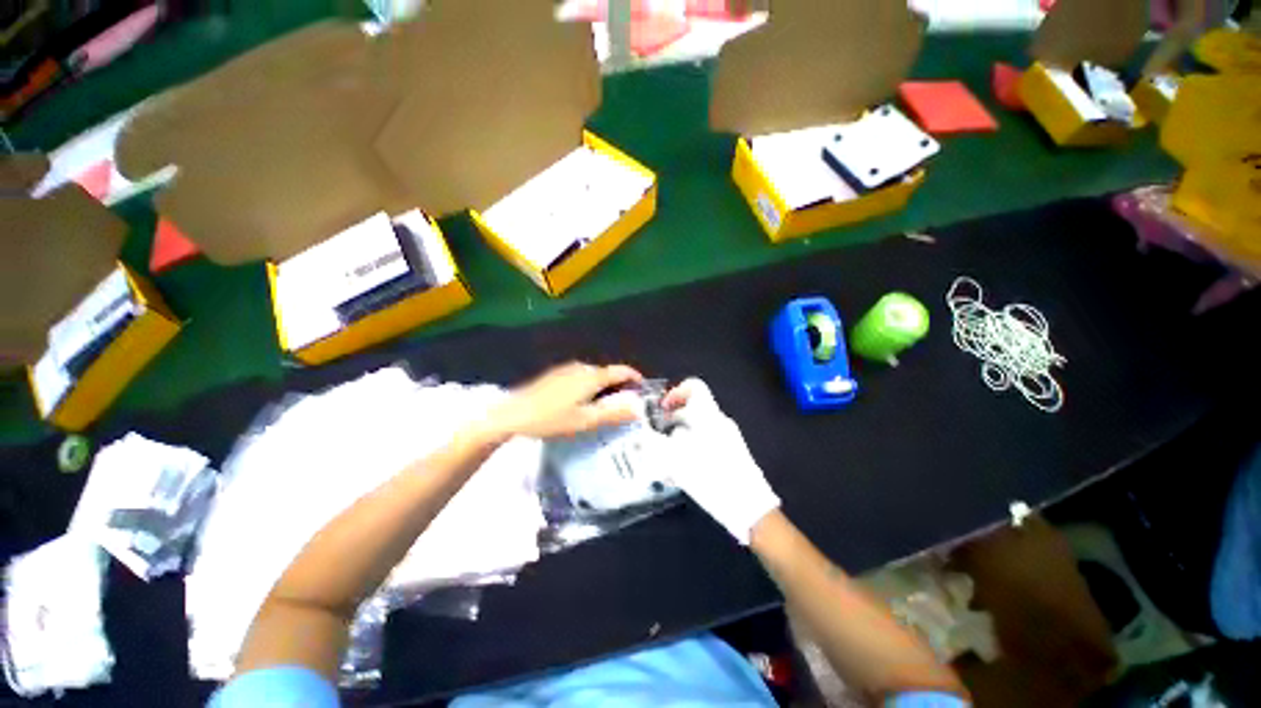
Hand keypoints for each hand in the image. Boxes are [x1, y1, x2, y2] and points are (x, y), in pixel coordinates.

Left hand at [486, 362, 643, 438]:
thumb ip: (613, 413)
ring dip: (603, 387)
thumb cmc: (551, 419)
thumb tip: (638, 408)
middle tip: (622, 405)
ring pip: (592, 375)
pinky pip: (580, 377)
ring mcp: (565, 369)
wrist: (512, 414)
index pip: (620, 371)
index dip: (634, 378)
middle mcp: (581, 367)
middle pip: (607, 373)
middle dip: (618, 386)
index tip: (642, 389)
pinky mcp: (554, 375)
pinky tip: (580, 402)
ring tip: (603, 406)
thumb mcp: (585, 420)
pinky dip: (588, 387)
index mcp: (591, 376)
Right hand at [663, 378, 779, 544]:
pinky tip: (677, 474)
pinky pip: (704, 445)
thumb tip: (642, 429)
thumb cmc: (712, 477)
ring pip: (695, 431)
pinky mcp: (730, 455)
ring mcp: (727, 439)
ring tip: (661, 462)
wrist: (751, 509)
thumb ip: (655, 442)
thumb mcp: (677, 459)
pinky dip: (689, 452)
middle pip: (690, 411)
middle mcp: (719, 422)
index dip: (675, 393)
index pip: (694, 387)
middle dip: (669, 423)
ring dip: (676, 441)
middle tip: (653, 439)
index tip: (661, 410)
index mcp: (709, 416)